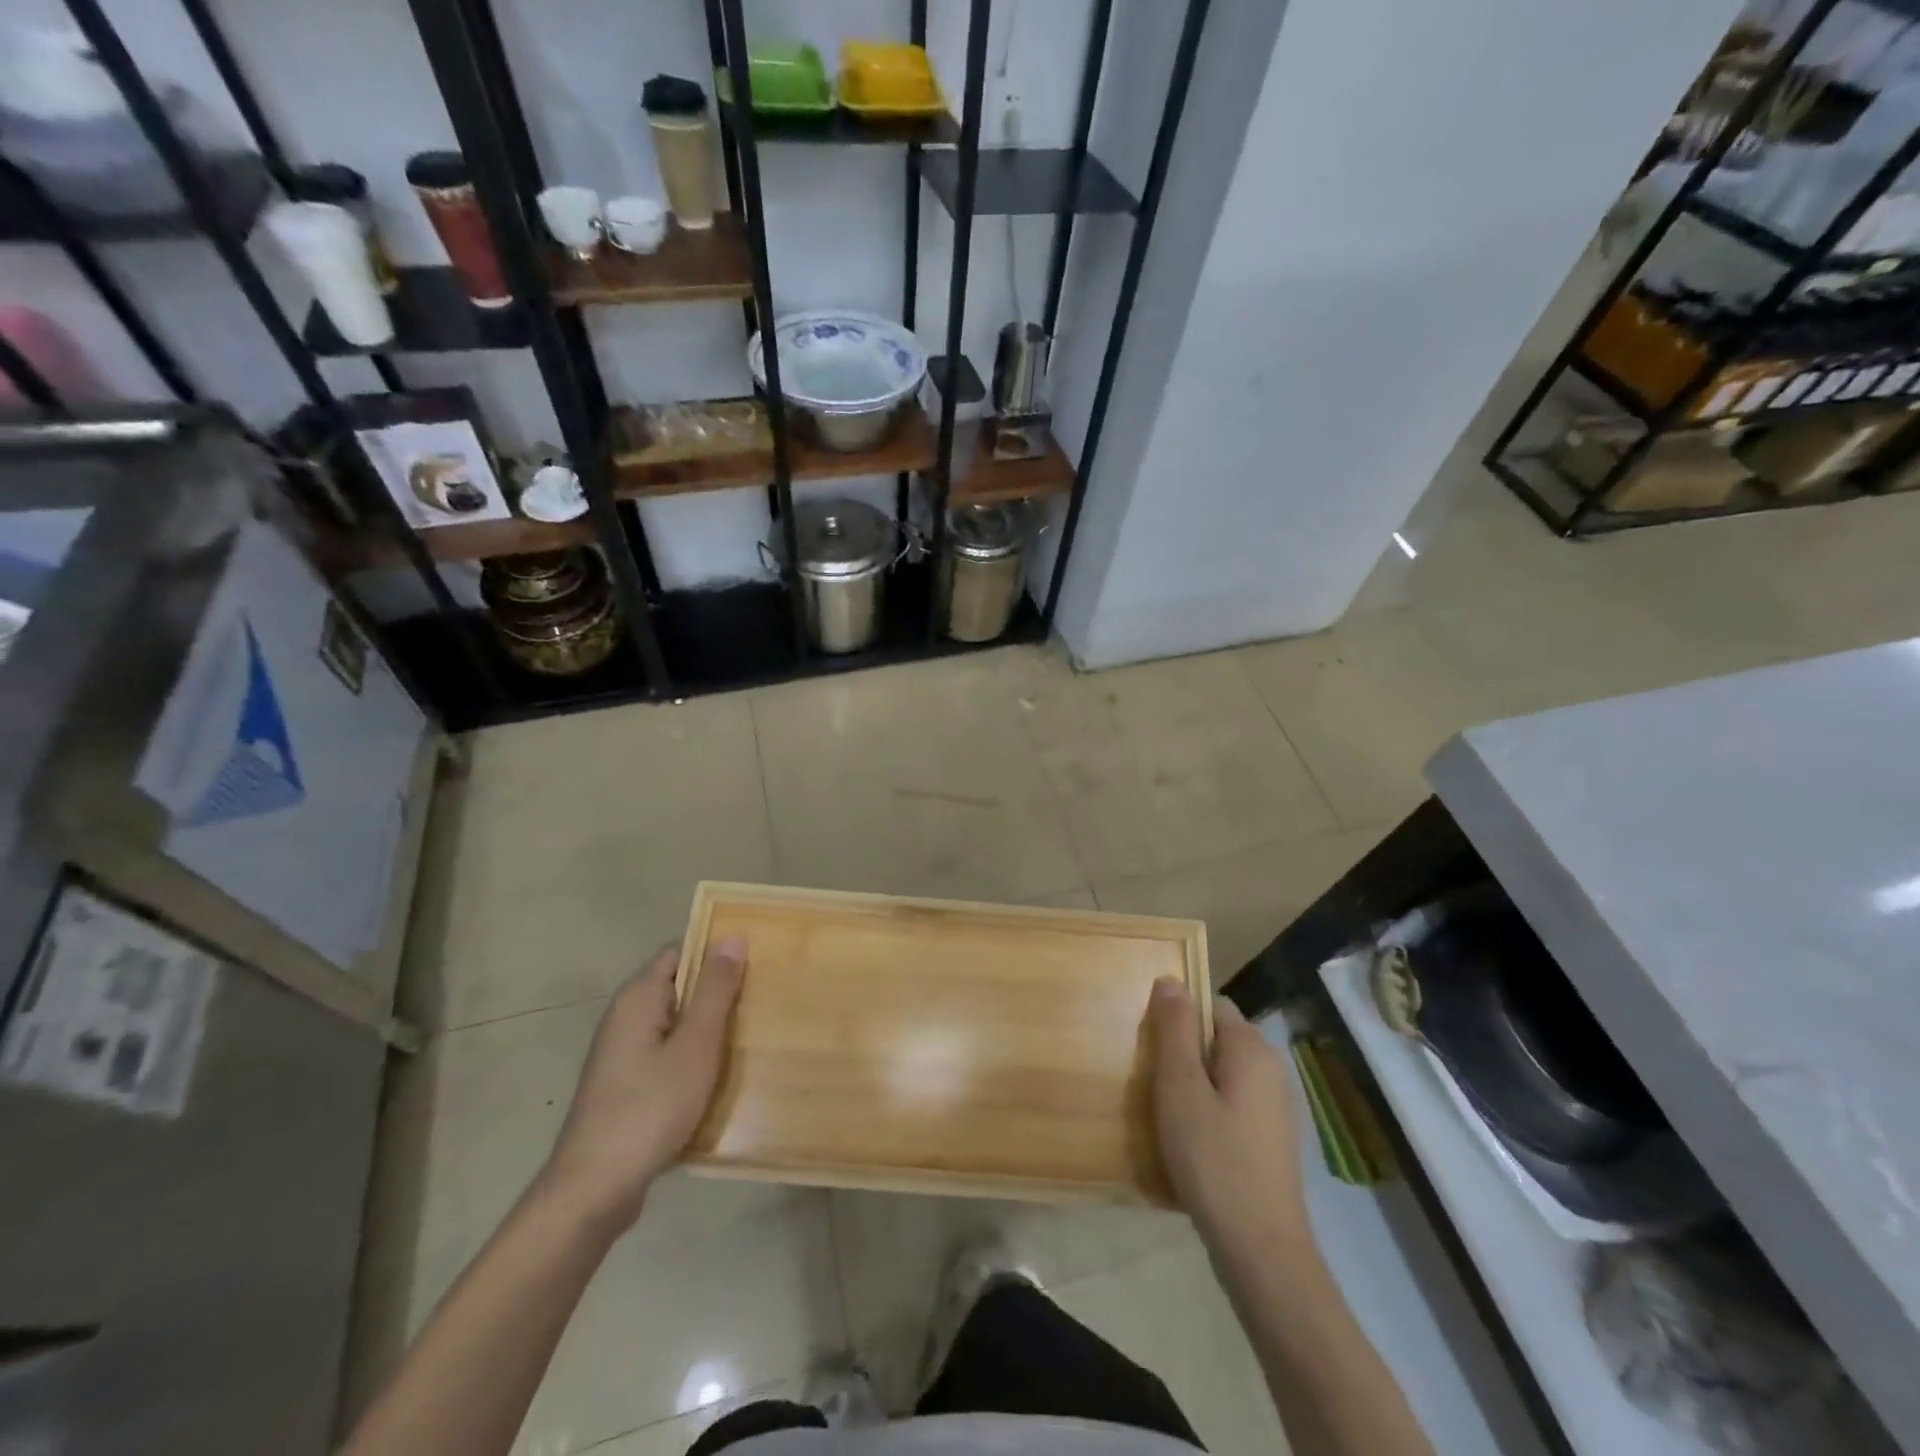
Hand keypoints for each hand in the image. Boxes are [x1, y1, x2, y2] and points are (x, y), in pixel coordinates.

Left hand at [539, 939, 744, 1232]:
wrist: (593, 1189)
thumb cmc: (650, 1107)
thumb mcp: (695, 1045)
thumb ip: (714, 990)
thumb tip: (732, 936)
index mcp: (638, 998)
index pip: (680, 950)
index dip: (716, 952)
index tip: (755, 962)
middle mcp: (625, 1017)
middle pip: (679, 987)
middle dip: (717, 992)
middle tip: (761, 999)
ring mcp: (622, 1054)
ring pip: (675, 1024)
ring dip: (708, 1028)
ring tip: (749, 1035)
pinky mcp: (625, 1085)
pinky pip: (667, 1054)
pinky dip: (692, 1057)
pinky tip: (718, 1076)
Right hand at [1149, 980, 1306, 1264]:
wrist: (1262, 1250)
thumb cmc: (1214, 1159)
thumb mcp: (1181, 1089)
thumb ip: (1174, 1031)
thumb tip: (1170, 979)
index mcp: (1252, 1048)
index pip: (1210, 1004)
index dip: (1177, 1016)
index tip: (1150, 1044)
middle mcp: (1271, 1067)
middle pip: (1216, 1036)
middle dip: (1181, 1050)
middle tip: (1151, 1079)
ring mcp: (1275, 1105)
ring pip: (1222, 1071)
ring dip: (1192, 1082)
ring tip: (1164, 1111)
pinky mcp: (1270, 1136)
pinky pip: (1231, 1100)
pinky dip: (1208, 1108)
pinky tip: (1189, 1139)